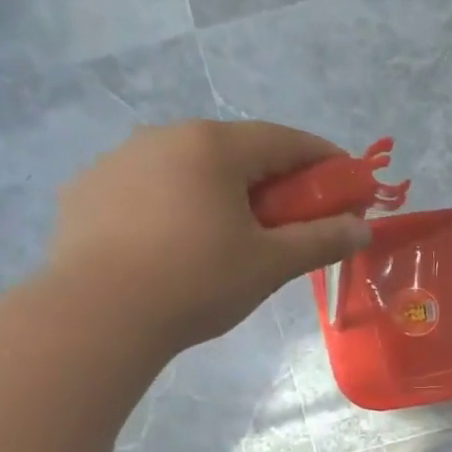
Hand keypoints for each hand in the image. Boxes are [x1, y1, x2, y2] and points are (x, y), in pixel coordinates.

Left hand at [46, 119, 371, 352]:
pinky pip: (147, 189)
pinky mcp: (87, 190)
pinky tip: (175, 245)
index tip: (349, 181)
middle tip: (293, 219)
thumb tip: (363, 229)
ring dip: (220, 192)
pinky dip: (174, 206)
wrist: (99, 314)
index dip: (324, 159)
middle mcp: (163, 136)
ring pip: (187, 169)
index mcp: (213, 147)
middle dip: (273, 181)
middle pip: (235, 152)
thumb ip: (322, 241)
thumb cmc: (198, 281)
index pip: (284, 139)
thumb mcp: (271, 264)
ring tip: (230, 236)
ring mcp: (118, 160)